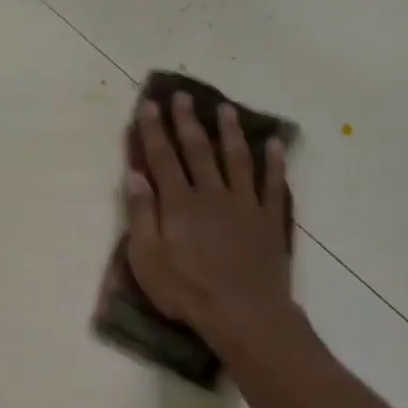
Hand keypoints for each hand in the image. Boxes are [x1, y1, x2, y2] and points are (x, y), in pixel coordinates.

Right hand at [124, 92, 295, 347]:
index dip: (154, 130)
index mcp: (179, 203)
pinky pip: (273, 183)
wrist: (244, 312)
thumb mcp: (147, 260)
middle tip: (183, 95)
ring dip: (230, 132)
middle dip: (187, 121)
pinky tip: (273, 144)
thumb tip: (134, 175)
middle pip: (198, 150)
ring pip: (236, 158)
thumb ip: (140, 215)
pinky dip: (273, 161)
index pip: (163, 158)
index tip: (150, 104)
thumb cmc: (187, 291)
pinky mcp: (268, 219)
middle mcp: (211, 194)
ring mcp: (244, 204)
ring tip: (226, 109)